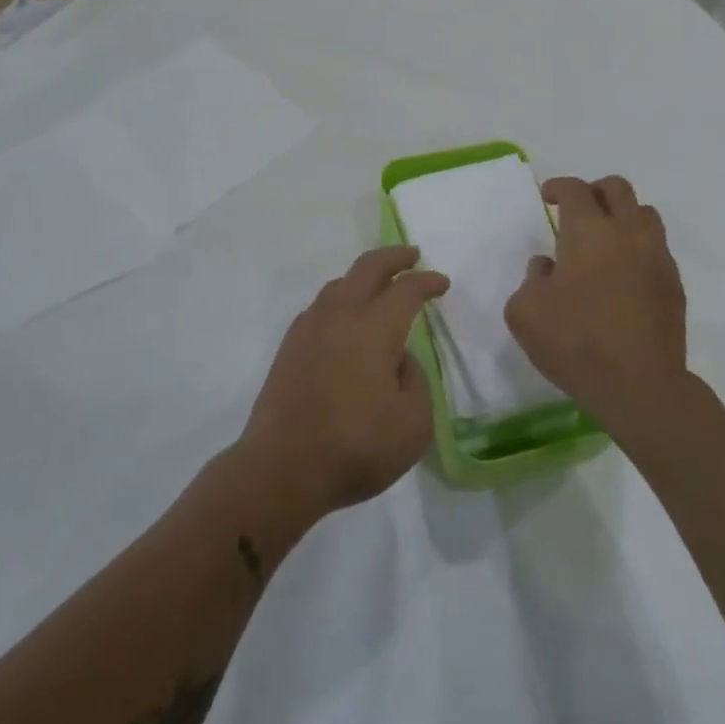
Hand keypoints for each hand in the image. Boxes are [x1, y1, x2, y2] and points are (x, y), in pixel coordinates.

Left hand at [238, 246, 445, 520]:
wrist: (282, 467)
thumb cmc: (356, 447)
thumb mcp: (414, 424)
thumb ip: (416, 381)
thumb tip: (398, 359)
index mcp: (375, 327)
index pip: (406, 289)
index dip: (427, 282)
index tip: (442, 283)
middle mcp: (340, 315)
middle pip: (368, 268)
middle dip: (394, 257)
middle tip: (412, 256)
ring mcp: (309, 328)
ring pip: (339, 284)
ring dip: (363, 278)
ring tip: (378, 288)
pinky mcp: (289, 347)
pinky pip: (320, 308)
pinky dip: (341, 302)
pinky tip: (345, 322)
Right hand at [504, 176, 687, 433]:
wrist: (640, 386)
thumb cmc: (576, 343)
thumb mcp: (525, 312)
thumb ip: (531, 278)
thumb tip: (548, 267)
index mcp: (588, 232)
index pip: (575, 190)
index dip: (559, 187)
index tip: (548, 198)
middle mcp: (627, 233)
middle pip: (617, 188)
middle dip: (594, 192)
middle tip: (578, 211)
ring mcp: (656, 257)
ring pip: (644, 214)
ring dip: (622, 216)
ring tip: (605, 240)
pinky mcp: (674, 284)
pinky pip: (656, 248)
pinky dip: (638, 248)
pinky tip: (623, 275)